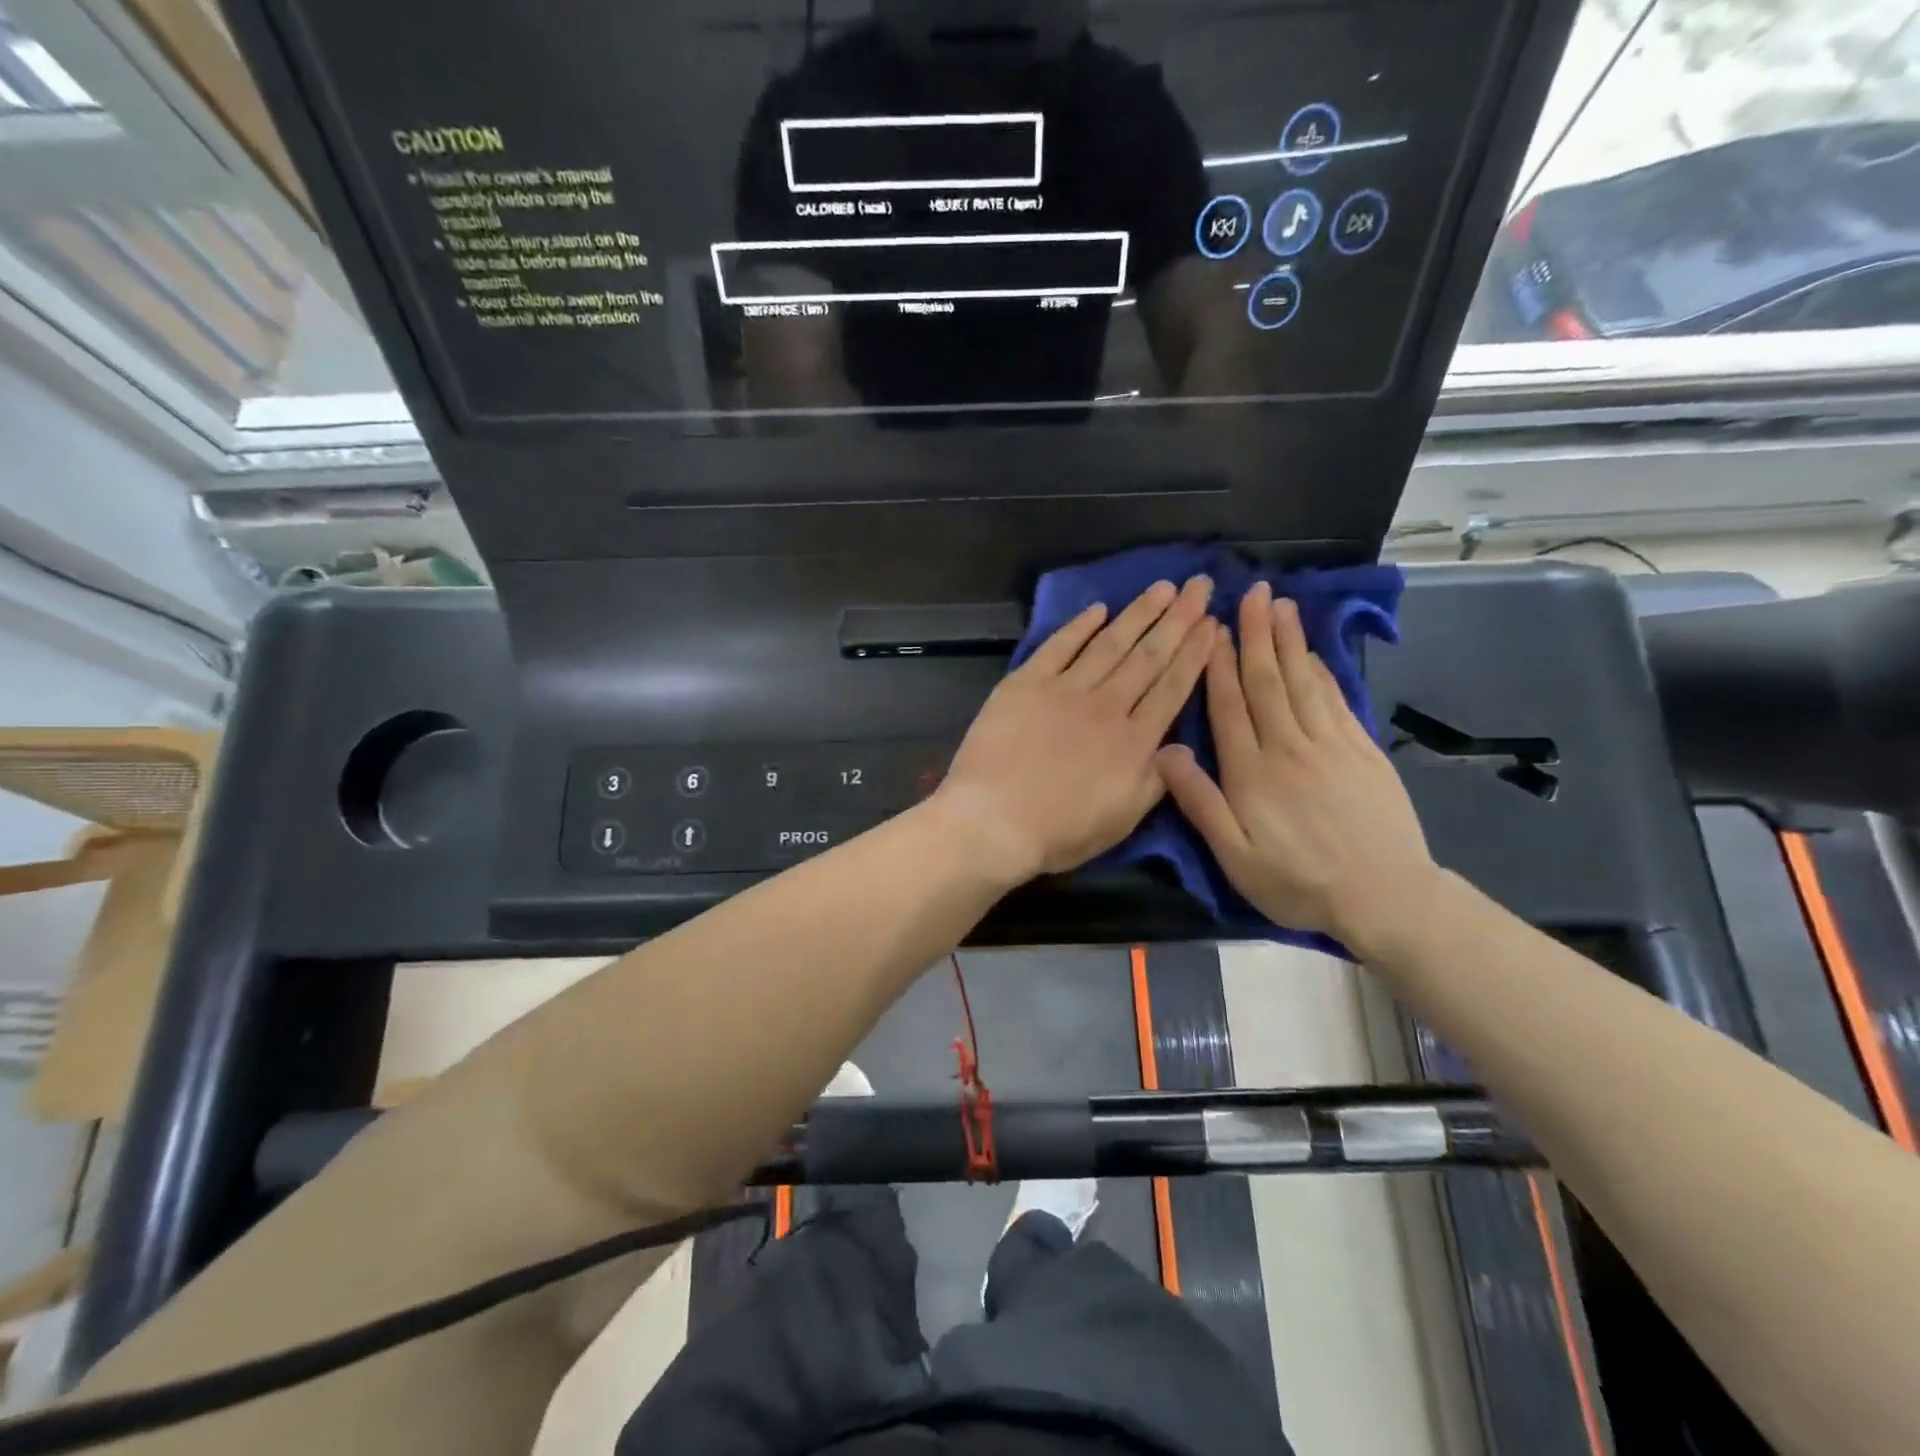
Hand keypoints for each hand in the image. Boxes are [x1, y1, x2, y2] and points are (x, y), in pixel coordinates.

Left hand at [935, 577, 1216, 882]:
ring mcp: (1063, 690)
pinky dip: (1079, 626)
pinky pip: (1058, 647)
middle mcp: (1106, 705)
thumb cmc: (1059, 831)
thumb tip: (1180, 745)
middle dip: (1178, 619)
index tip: (1213, 623)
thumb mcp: (1123, 820)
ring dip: (1138, 613)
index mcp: (1133, 741)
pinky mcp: (1025, 684)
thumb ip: (1156, 780)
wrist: (992, 821)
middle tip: (1199, 585)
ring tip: (1162, 587)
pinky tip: (1098, 609)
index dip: (1195, 653)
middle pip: (1149, 656)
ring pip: (1110, 643)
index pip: (1172, 687)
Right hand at [1155, 582, 1439, 952]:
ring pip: (1303, 683)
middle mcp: (1289, 747)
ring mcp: (1331, 746)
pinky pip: (1336, 702)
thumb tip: (1165, 751)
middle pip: (1268, 682)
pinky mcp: (1363, 753)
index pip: (1230, 706)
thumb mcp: (1235, 856)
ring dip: (1290, 642)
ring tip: (1282, 605)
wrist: (1385, 897)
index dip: (1220, 665)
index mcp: (1251, 771)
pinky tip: (1314, 655)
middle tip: (1252, 593)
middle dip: (1257, 635)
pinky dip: (1322, 673)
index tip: (1214, 628)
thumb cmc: (1298, 881)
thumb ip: (1199, 802)